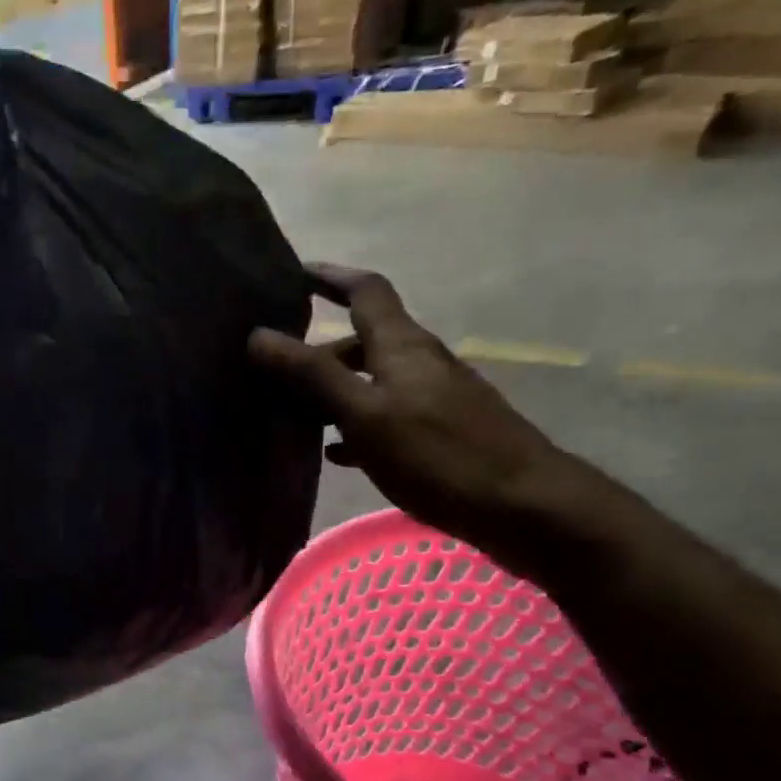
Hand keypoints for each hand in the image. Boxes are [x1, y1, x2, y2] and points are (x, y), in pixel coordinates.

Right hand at [249, 265, 594, 568]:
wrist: (522, 506)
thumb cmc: (438, 454)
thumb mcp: (365, 413)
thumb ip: (312, 375)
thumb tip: (257, 335)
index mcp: (403, 346)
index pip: (365, 291)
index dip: (328, 277)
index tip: (290, 273)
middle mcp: (419, 362)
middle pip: (363, 340)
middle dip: (317, 349)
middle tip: (272, 367)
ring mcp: (432, 399)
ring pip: (370, 381)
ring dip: (331, 389)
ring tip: (290, 412)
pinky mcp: (439, 433)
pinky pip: (384, 417)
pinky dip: (353, 425)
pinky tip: (333, 452)